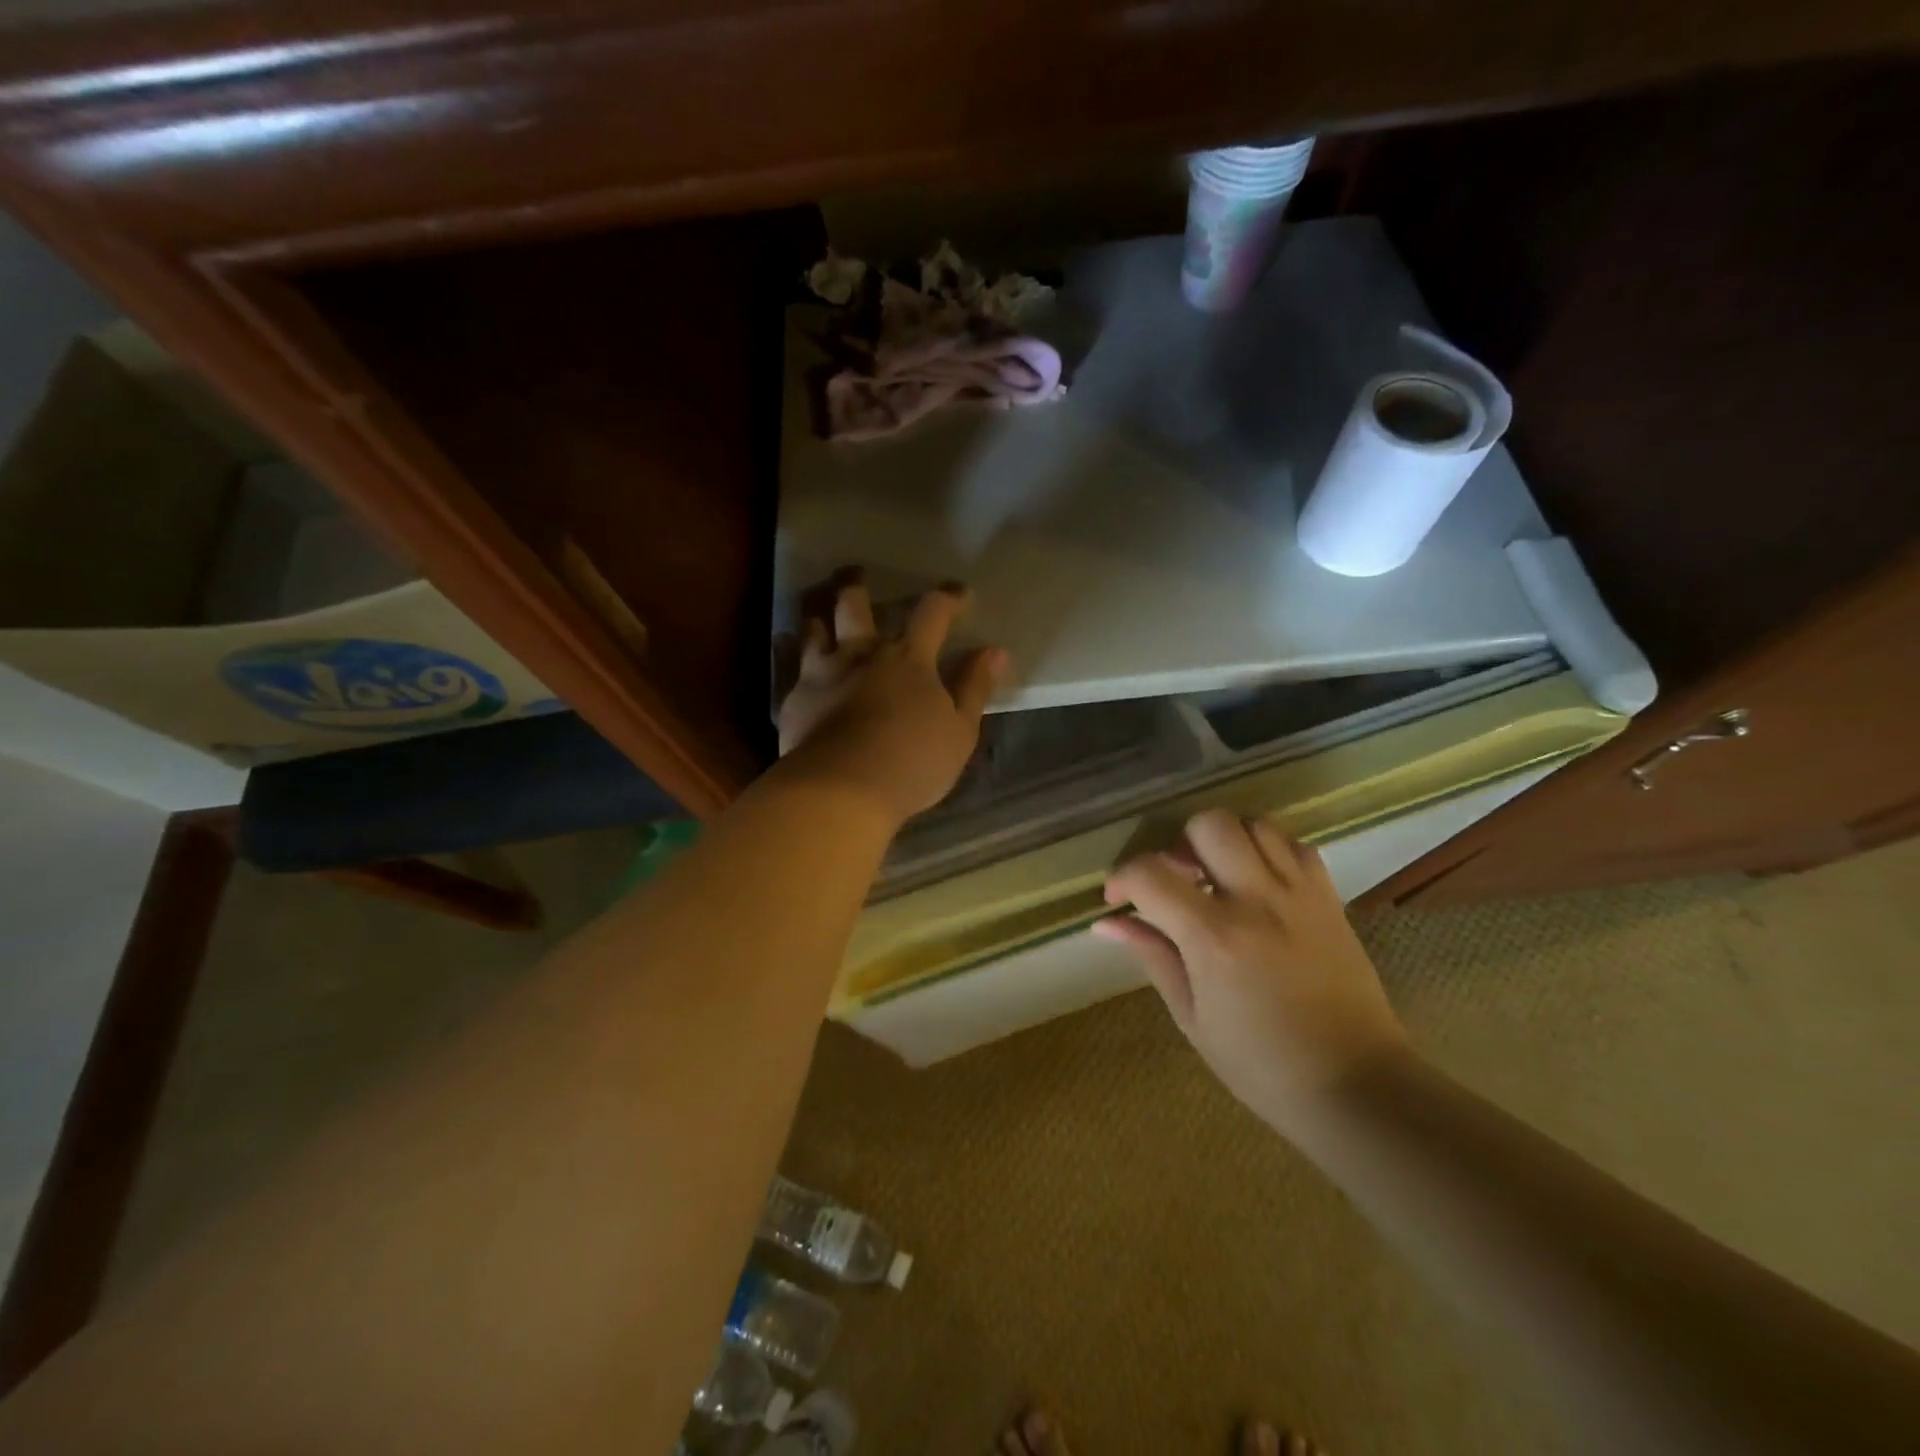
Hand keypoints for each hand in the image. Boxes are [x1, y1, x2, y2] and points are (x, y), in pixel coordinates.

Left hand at [777, 579, 1007, 823]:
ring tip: (820, 618)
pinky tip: (799, 670)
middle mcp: (861, 654)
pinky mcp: (794, 700)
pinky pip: (791, 669)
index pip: (932, 613)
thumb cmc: (912, 762)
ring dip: (819, 618)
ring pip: (813, 629)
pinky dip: (796, 662)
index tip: (959, 594)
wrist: (841, 790)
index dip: (948, 598)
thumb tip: (994, 651)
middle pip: (853, 605)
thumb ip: (974, 688)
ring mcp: (821, 674)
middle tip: (856, 575)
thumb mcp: (959, 731)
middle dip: (856, 586)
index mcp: (908, 659)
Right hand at [1097, 809, 1409, 1125]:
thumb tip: (1107, 922)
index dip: (1122, 877)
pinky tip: (1258, 881)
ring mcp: (1300, 894)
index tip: (1118, 898)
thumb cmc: (1262, 1065)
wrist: (1358, 1086)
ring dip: (1225, 840)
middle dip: (1179, 843)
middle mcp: (1257, 900)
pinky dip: (1268, 849)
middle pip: (1209, 825)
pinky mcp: (1330, 899)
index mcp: (1214, 937)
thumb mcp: (1192, 1017)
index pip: (1150, 873)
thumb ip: (1152, 955)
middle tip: (1177, 879)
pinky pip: (1295, 845)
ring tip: (1216, 875)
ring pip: (1254, 823)